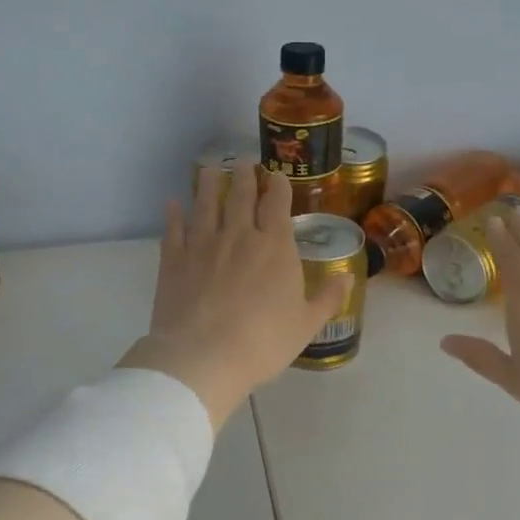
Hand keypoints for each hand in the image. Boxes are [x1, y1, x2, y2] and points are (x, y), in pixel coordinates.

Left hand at [119, 165, 349, 429]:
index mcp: (274, 247)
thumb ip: (328, 298)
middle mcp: (238, 235)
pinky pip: (173, 229)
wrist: (203, 356)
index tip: (276, 175)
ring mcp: (202, 244)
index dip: (277, 186)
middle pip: (241, 196)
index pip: (277, 204)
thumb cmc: (263, 341)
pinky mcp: (173, 260)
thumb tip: (347, 277)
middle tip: (243, 162)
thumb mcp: (306, 325)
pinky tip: (173, 203)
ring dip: (210, 184)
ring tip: (211, 170)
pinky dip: (173, 214)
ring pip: (206, 204)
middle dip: (245, 176)